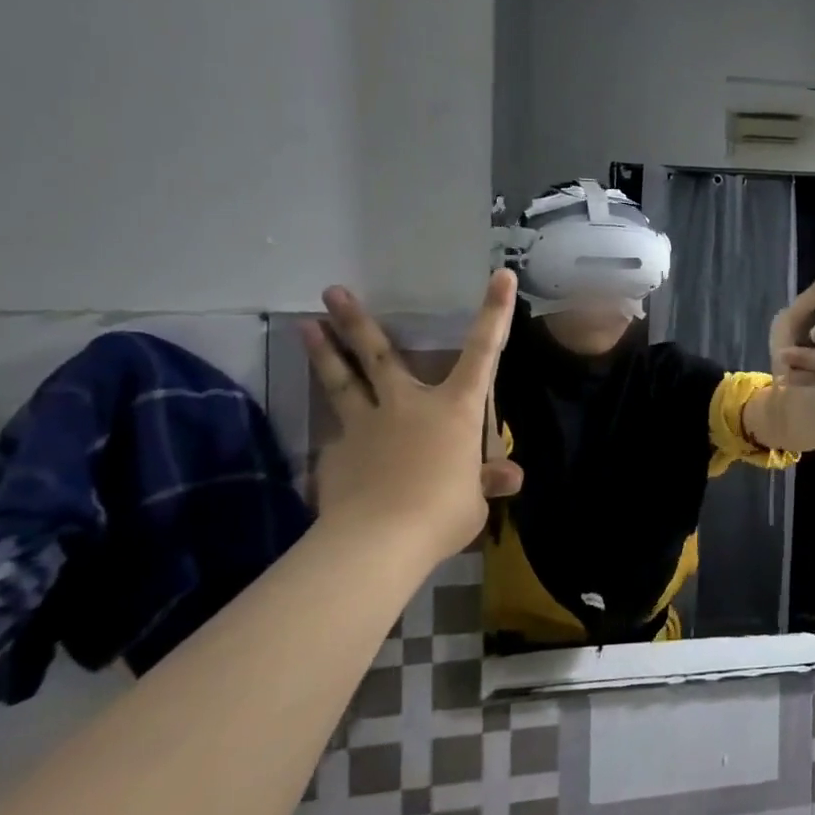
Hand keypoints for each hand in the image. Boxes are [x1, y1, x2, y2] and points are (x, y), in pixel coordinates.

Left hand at [301, 271, 522, 557]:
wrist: (379, 540)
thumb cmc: (443, 512)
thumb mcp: (476, 500)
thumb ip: (486, 481)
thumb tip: (509, 477)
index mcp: (455, 409)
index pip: (483, 352)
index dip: (495, 313)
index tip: (500, 274)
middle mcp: (408, 404)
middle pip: (379, 354)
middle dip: (357, 320)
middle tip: (331, 291)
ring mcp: (366, 425)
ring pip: (342, 382)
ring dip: (324, 352)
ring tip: (305, 326)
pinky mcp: (336, 453)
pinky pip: (337, 439)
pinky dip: (337, 438)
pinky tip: (333, 448)